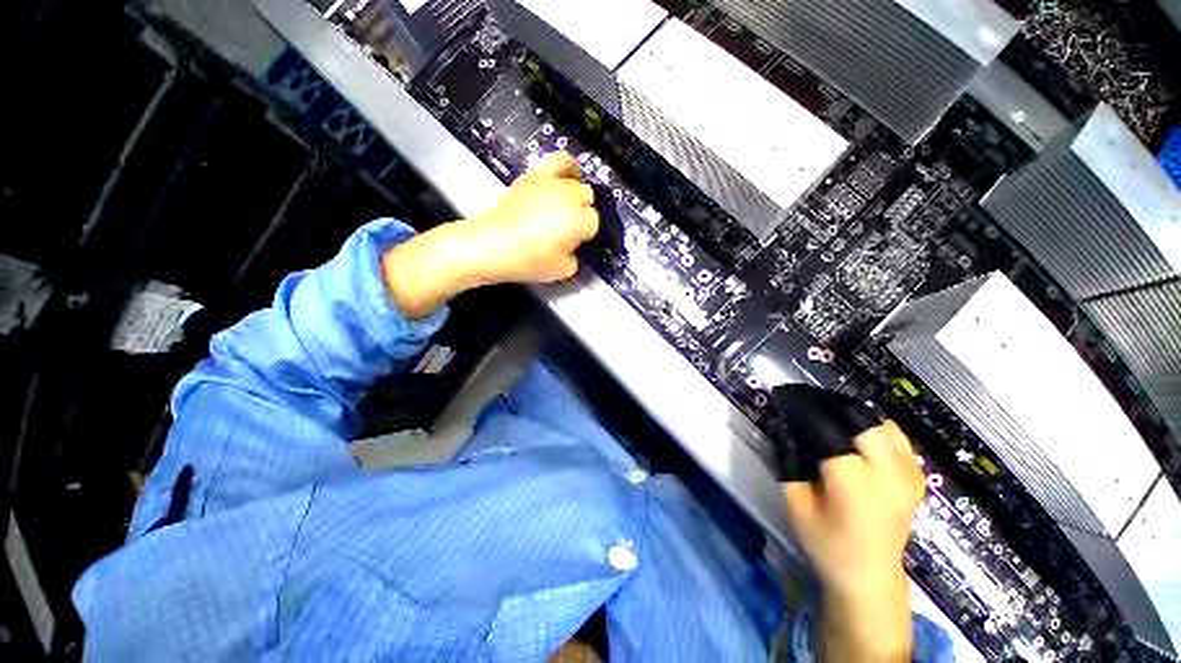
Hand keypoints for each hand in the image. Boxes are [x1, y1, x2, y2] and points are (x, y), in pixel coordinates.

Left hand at [383, 152, 598, 316]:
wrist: (491, 244)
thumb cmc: (528, 261)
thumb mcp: (562, 272)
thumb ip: (575, 259)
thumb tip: (572, 248)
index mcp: (580, 221)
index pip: (593, 223)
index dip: (584, 235)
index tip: (572, 243)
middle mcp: (571, 197)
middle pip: (587, 200)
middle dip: (581, 214)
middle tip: (566, 229)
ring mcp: (553, 183)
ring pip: (578, 182)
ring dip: (577, 194)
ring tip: (570, 203)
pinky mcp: (535, 175)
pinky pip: (559, 160)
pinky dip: (568, 166)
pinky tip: (568, 175)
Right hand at [782, 421, 924, 660]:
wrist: (869, 576)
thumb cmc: (826, 542)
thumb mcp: (794, 503)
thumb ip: (789, 461)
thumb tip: (785, 427)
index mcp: (853, 481)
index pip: (826, 427)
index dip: (803, 407)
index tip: (785, 396)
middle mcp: (887, 472)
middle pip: (860, 419)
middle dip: (830, 405)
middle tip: (807, 404)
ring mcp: (909, 475)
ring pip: (883, 424)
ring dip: (853, 415)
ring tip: (829, 418)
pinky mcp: (917, 478)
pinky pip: (897, 438)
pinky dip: (874, 429)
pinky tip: (855, 436)